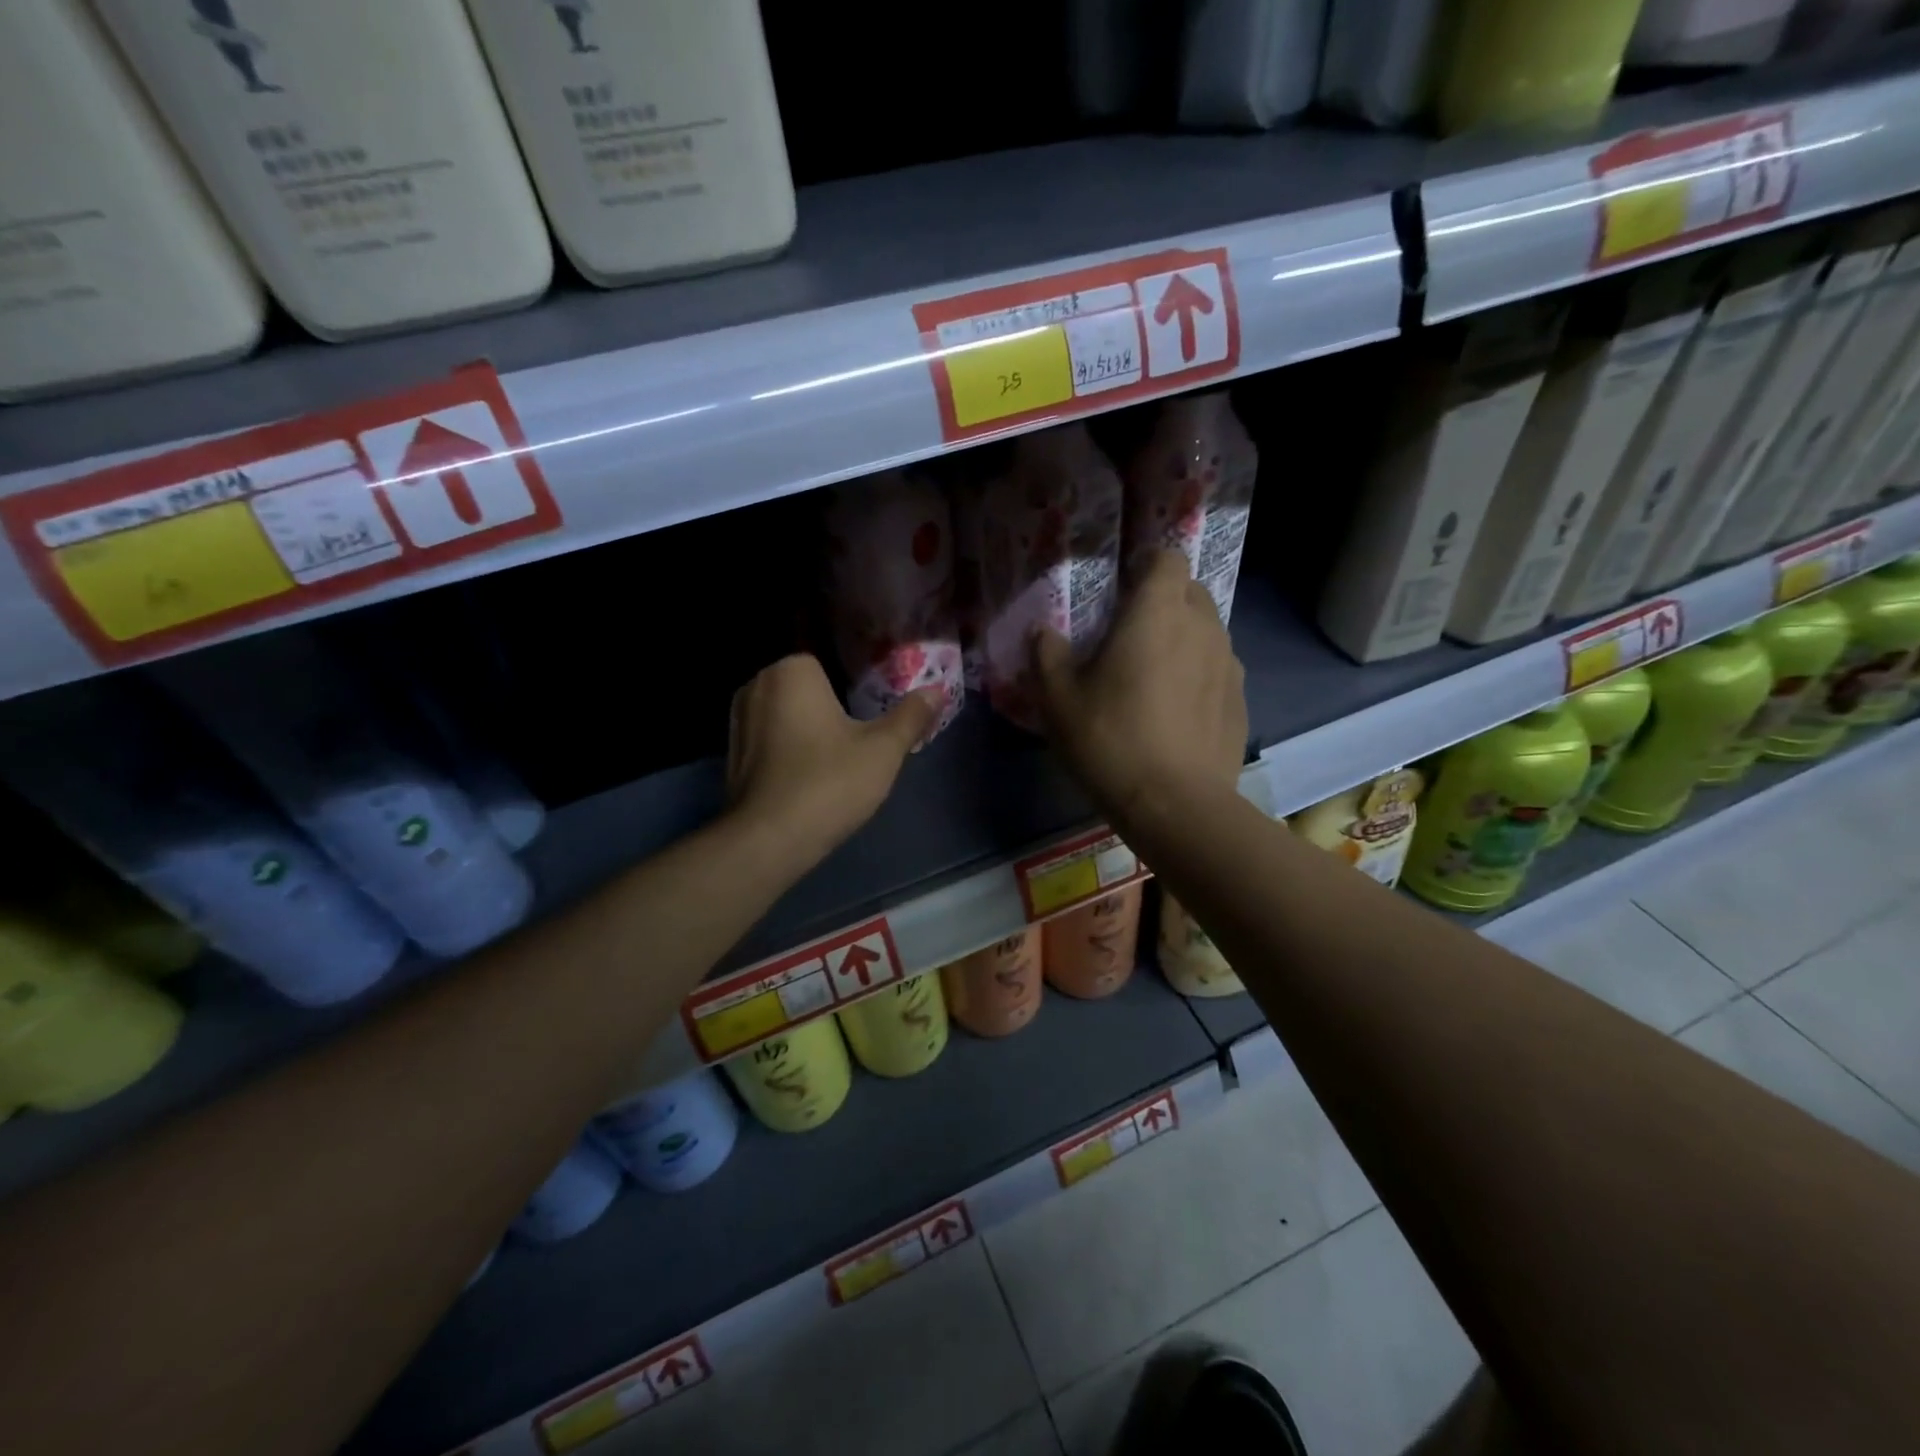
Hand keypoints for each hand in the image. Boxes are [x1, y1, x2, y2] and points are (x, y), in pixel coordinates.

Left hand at [726, 654, 940, 864]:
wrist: (769, 840)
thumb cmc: (829, 783)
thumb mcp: (883, 750)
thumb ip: (911, 715)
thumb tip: (937, 691)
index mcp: (791, 671)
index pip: (832, 663)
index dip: (856, 688)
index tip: (872, 714)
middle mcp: (757, 685)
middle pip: (809, 689)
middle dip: (832, 708)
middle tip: (861, 739)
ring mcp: (738, 720)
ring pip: (788, 715)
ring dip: (808, 730)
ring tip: (837, 759)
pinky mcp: (731, 753)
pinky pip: (771, 739)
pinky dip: (789, 750)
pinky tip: (809, 776)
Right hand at [1031, 549, 1247, 821]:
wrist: (1175, 805)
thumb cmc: (1110, 740)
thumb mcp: (1057, 699)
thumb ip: (1047, 655)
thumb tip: (1044, 633)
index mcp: (1157, 613)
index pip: (1167, 557)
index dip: (1145, 565)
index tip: (1121, 587)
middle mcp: (1203, 626)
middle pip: (1190, 591)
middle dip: (1163, 600)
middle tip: (1130, 633)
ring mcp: (1229, 664)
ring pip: (1206, 631)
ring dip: (1182, 639)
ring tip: (1154, 676)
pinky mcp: (1240, 701)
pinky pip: (1217, 670)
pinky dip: (1198, 676)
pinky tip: (1176, 713)